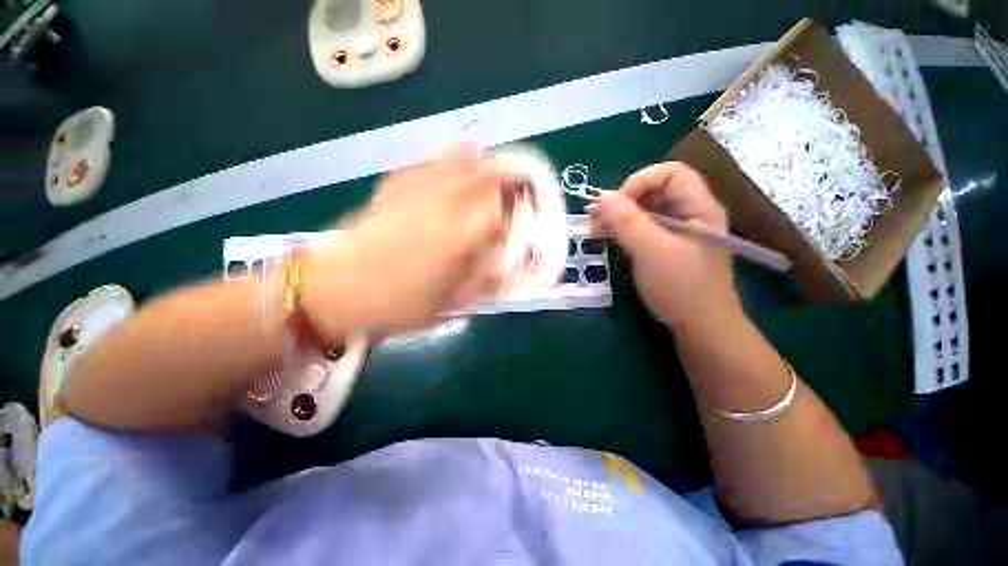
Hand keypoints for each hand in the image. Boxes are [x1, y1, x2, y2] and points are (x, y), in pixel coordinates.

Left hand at [301, 149, 510, 339]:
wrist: (332, 292)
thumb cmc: (394, 305)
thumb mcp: (444, 306)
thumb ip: (479, 287)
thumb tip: (506, 275)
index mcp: (454, 241)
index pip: (496, 215)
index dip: (514, 213)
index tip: (522, 215)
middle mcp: (439, 210)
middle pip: (478, 181)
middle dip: (502, 177)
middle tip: (515, 181)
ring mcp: (413, 196)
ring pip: (452, 166)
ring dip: (477, 161)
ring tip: (491, 160)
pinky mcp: (392, 191)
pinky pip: (422, 166)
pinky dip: (441, 156)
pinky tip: (453, 151)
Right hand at [592, 162, 740, 332]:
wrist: (699, 327)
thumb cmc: (681, 288)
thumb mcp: (652, 252)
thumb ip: (627, 222)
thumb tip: (601, 198)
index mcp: (699, 207)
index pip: (671, 172)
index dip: (640, 182)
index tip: (615, 206)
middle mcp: (691, 213)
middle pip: (656, 189)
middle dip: (624, 200)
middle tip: (598, 219)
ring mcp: (678, 230)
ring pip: (646, 209)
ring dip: (620, 215)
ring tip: (597, 229)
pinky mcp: (666, 246)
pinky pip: (643, 227)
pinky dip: (624, 229)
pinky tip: (608, 237)